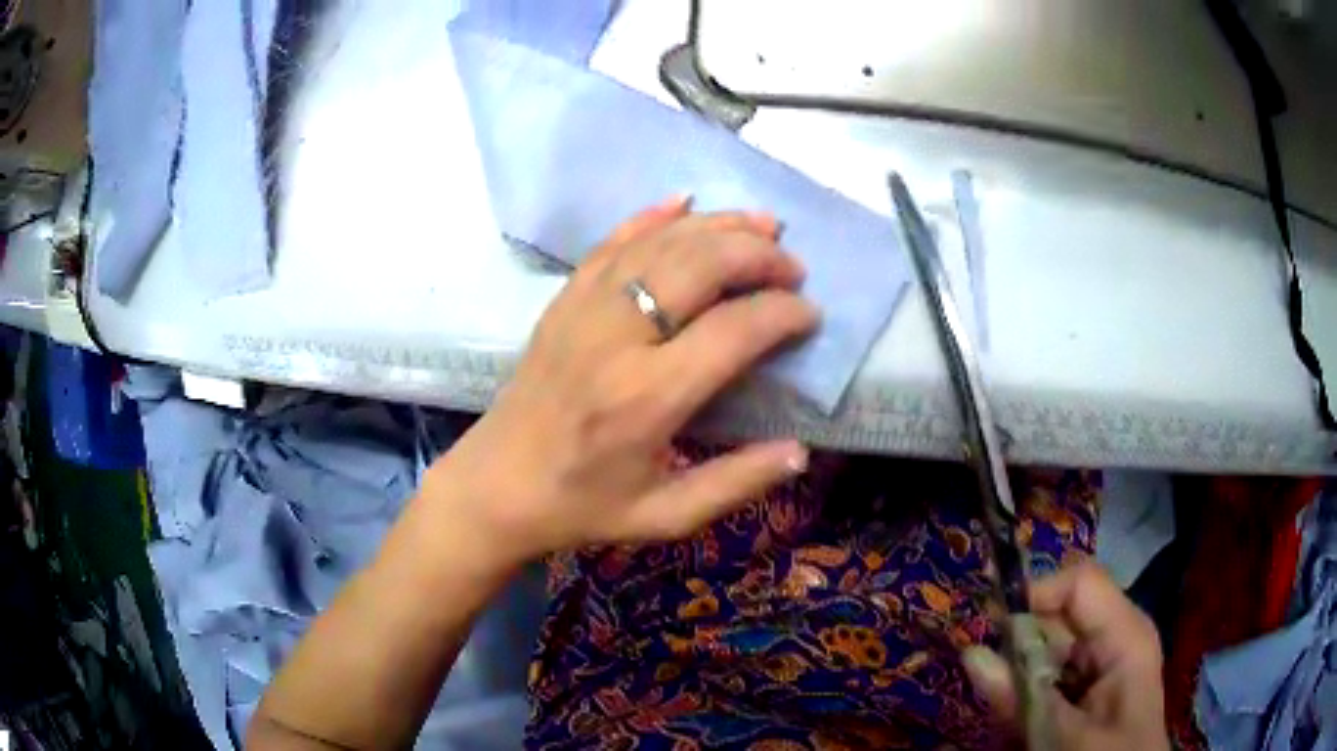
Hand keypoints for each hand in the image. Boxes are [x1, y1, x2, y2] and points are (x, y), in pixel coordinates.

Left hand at [424, 197, 817, 567]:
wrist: (496, 485)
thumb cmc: (582, 506)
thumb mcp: (665, 516)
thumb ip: (736, 483)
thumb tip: (800, 450)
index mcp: (647, 399)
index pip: (734, 330)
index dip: (782, 313)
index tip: (810, 315)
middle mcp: (617, 339)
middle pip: (700, 267)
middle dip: (758, 256)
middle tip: (793, 267)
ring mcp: (584, 310)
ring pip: (660, 243)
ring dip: (718, 226)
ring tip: (762, 224)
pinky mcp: (563, 300)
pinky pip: (612, 242)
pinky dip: (653, 217)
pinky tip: (684, 202)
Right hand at [963, 562, 1170, 750]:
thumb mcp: (1066, 736)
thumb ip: (1021, 699)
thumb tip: (970, 653)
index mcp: (1125, 633)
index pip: (1079, 584)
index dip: (1035, 591)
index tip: (985, 618)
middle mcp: (1115, 634)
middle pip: (1059, 615)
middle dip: (1019, 642)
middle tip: (984, 678)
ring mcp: (1103, 659)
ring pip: (1050, 648)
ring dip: (1020, 675)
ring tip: (1005, 712)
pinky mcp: (1090, 682)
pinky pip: (1051, 674)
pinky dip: (1028, 693)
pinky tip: (1020, 722)